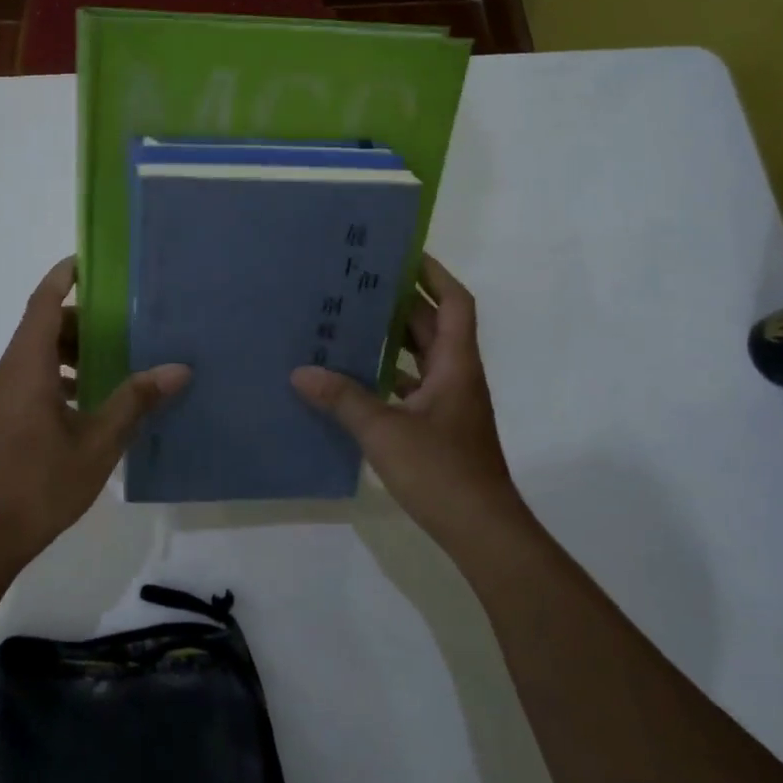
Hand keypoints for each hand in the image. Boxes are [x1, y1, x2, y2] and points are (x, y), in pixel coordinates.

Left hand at [0, 257, 189, 558]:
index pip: (42, 303)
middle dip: (79, 319)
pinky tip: (90, 402)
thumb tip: (178, 369)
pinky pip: (30, 379)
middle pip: (41, 327)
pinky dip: (59, 375)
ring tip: (113, 363)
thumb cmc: (41, 484)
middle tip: (123, 322)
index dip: (63, 277)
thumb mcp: (98, 443)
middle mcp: (8, 374)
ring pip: (35, 355)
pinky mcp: (0, 420)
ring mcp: (0, 399)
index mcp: (27, 368)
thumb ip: (135, 401)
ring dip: (70, 351)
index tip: (90, 261)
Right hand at [292, 255, 523, 549]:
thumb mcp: (384, 431)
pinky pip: (413, 386)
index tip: (403, 254)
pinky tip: (357, 379)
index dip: (434, 274)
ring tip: (351, 322)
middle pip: (433, 325)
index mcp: (455, 364)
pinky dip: (390, 376)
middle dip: (401, 302)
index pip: (454, 303)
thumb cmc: (441, 471)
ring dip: (395, 339)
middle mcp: (457, 375)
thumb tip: (301, 372)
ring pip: (423, 356)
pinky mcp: (440, 427)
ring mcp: (450, 403)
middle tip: (359, 284)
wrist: (481, 529)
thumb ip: (343, 399)